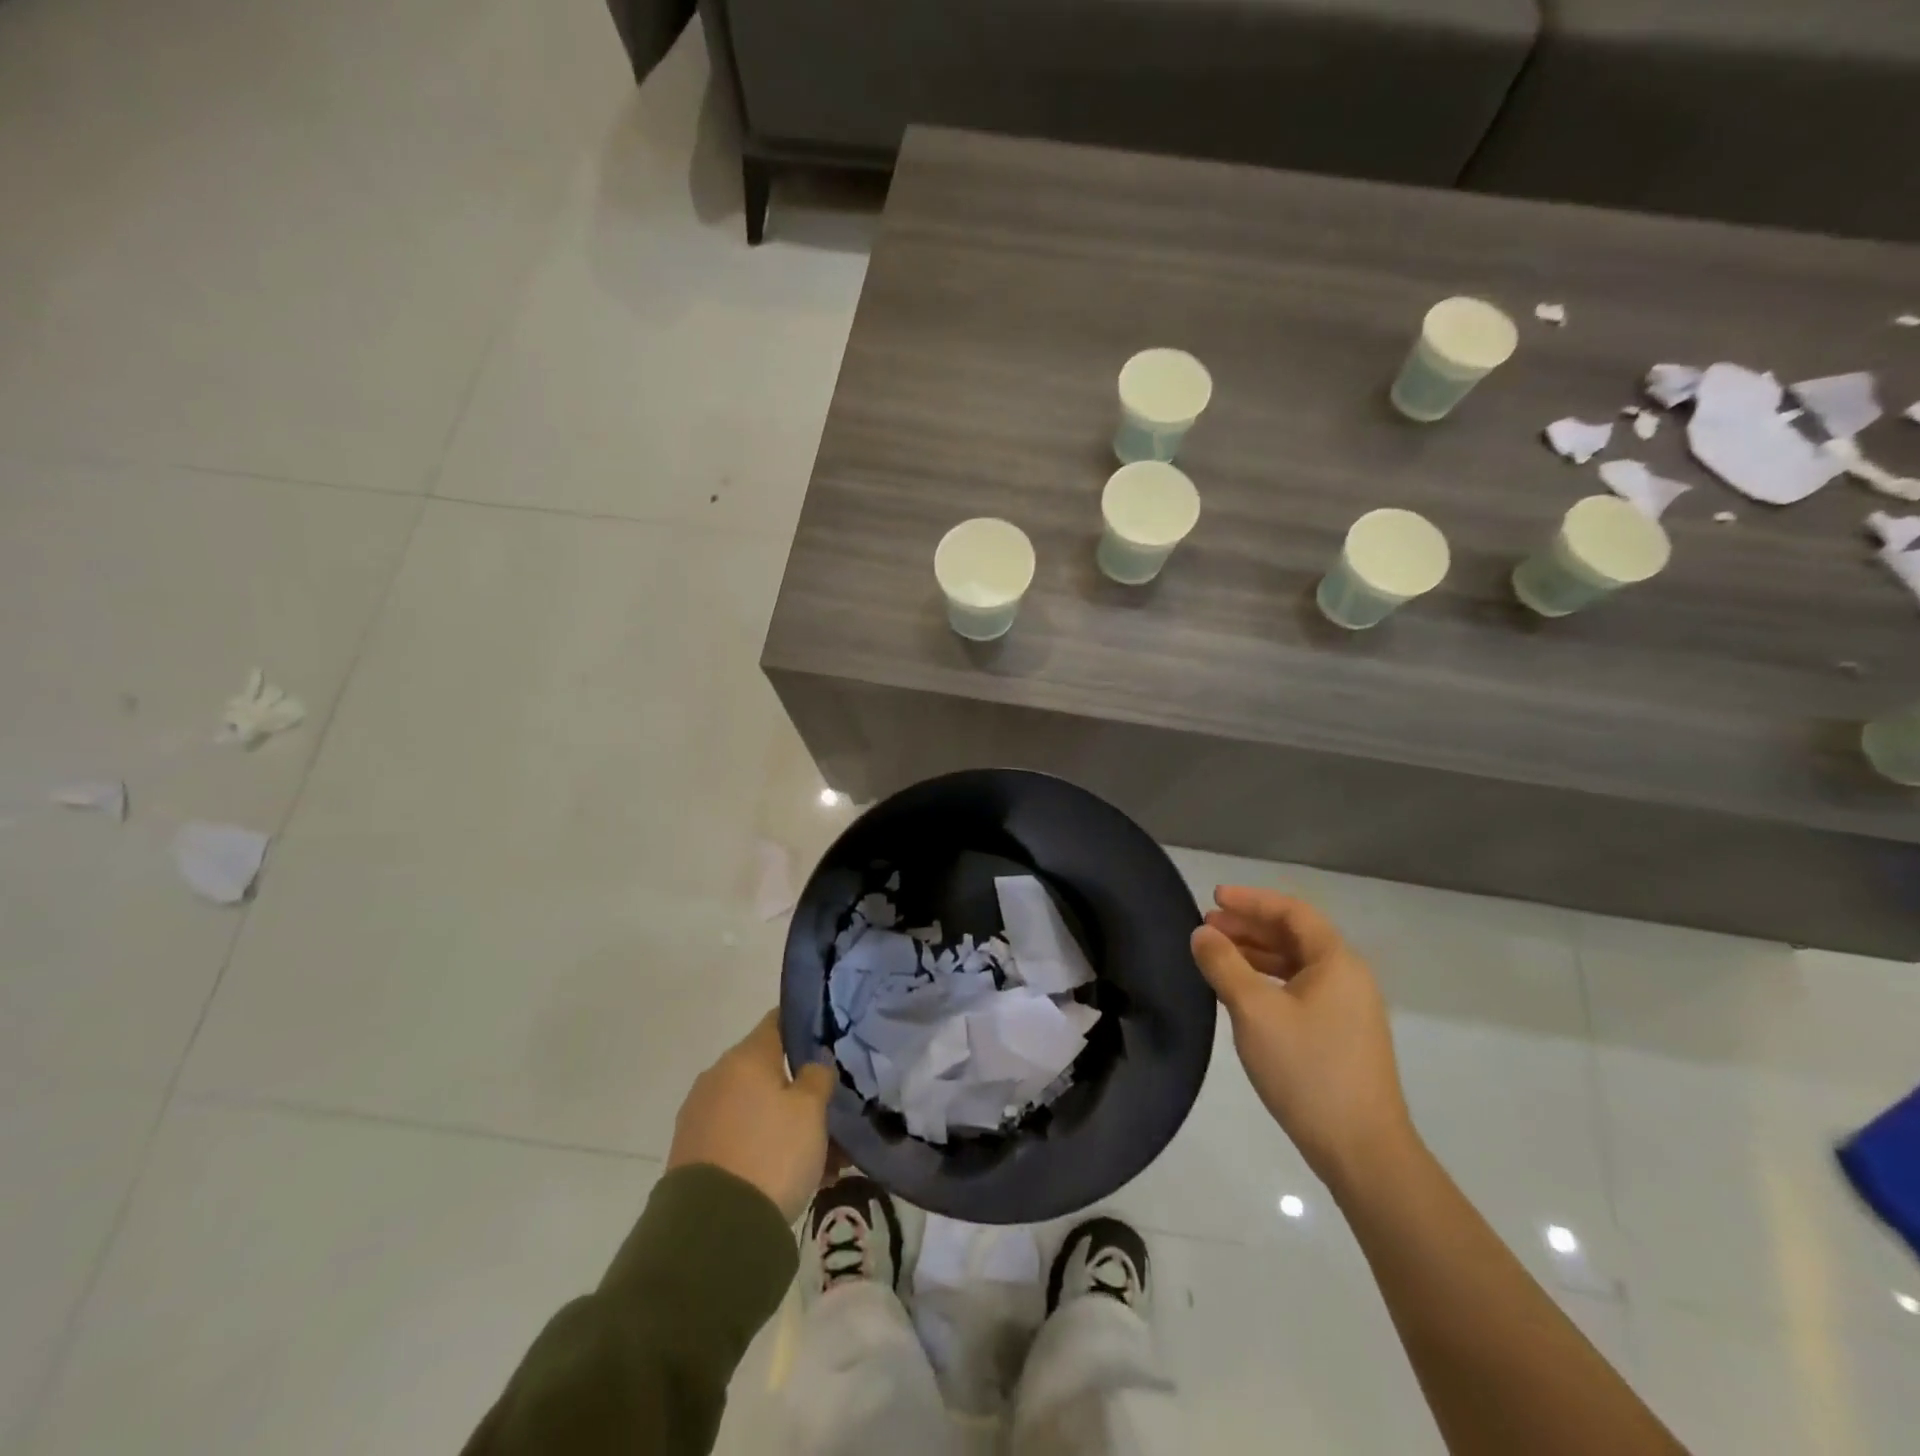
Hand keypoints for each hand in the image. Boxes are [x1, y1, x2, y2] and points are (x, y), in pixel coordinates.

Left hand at [666, 1011, 835, 1221]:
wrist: (712, 1230)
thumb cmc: (771, 1154)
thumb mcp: (811, 1111)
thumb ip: (817, 1077)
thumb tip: (812, 1064)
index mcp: (746, 1057)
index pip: (778, 1020)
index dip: (804, 1025)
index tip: (829, 1039)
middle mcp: (717, 1076)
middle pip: (766, 1070)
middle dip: (797, 1088)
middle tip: (828, 1111)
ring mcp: (699, 1115)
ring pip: (754, 1108)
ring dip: (782, 1123)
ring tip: (818, 1157)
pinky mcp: (691, 1152)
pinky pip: (737, 1136)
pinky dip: (762, 1146)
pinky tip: (789, 1175)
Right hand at [1190, 886, 1416, 1189]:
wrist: (1363, 1151)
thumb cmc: (1308, 1070)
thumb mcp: (1254, 1011)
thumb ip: (1224, 965)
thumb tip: (1202, 933)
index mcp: (1336, 962)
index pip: (1292, 912)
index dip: (1251, 900)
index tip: (1213, 898)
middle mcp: (1348, 978)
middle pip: (1295, 936)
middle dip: (1249, 926)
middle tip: (1206, 927)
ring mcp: (1348, 1010)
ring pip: (1296, 965)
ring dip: (1256, 954)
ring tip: (1216, 955)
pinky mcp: (1340, 1037)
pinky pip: (1299, 990)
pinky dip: (1267, 981)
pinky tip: (1240, 993)